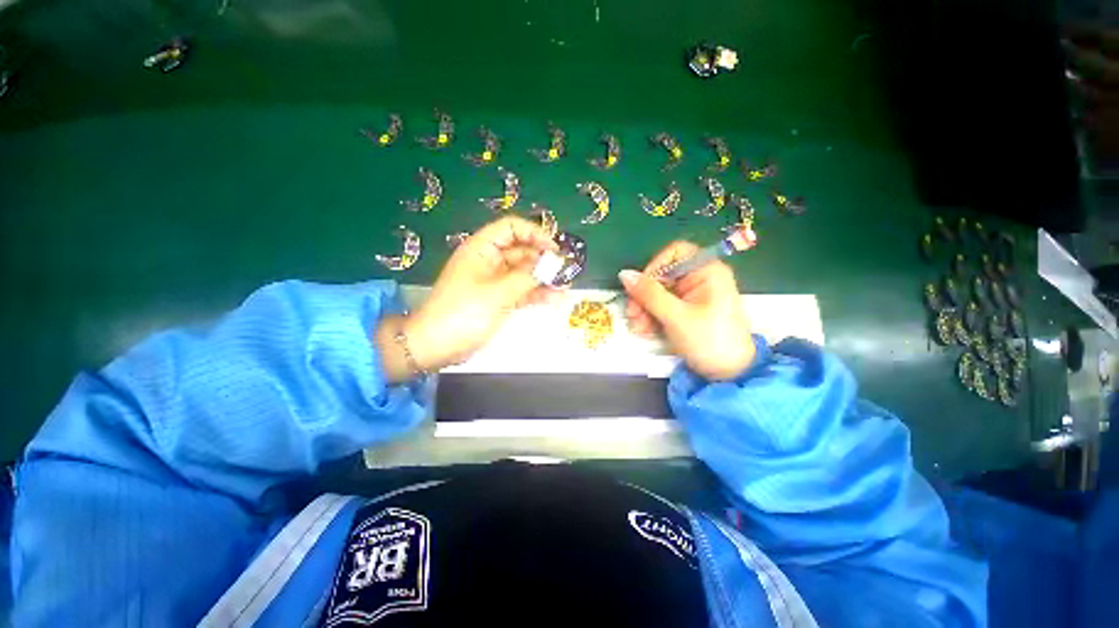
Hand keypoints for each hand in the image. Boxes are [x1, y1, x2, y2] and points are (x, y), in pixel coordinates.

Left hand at [376, 216, 560, 381]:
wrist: (436, 346)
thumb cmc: (462, 314)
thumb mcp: (496, 293)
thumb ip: (527, 277)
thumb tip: (553, 264)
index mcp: (482, 249)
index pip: (511, 228)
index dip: (534, 234)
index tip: (555, 249)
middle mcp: (489, 261)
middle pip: (521, 251)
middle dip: (544, 259)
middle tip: (566, 270)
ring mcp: (495, 281)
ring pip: (524, 273)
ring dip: (544, 277)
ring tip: (566, 284)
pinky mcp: (499, 299)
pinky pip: (522, 290)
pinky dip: (537, 293)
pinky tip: (556, 298)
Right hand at [620, 241, 754, 380]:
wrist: (729, 375)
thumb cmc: (709, 340)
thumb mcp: (676, 316)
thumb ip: (649, 294)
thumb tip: (624, 274)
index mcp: (707, 271)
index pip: (674, 253)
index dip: (654, 266)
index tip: (640, 287)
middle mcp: (700, 278)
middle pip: (662, 276)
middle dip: (644, 295)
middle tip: (632, 315)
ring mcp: (692, 296)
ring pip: (659, 293)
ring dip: (644, 309)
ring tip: (638, 329)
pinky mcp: (686, 311)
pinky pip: (663, 306)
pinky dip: (651, 317)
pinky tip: (645, 331)